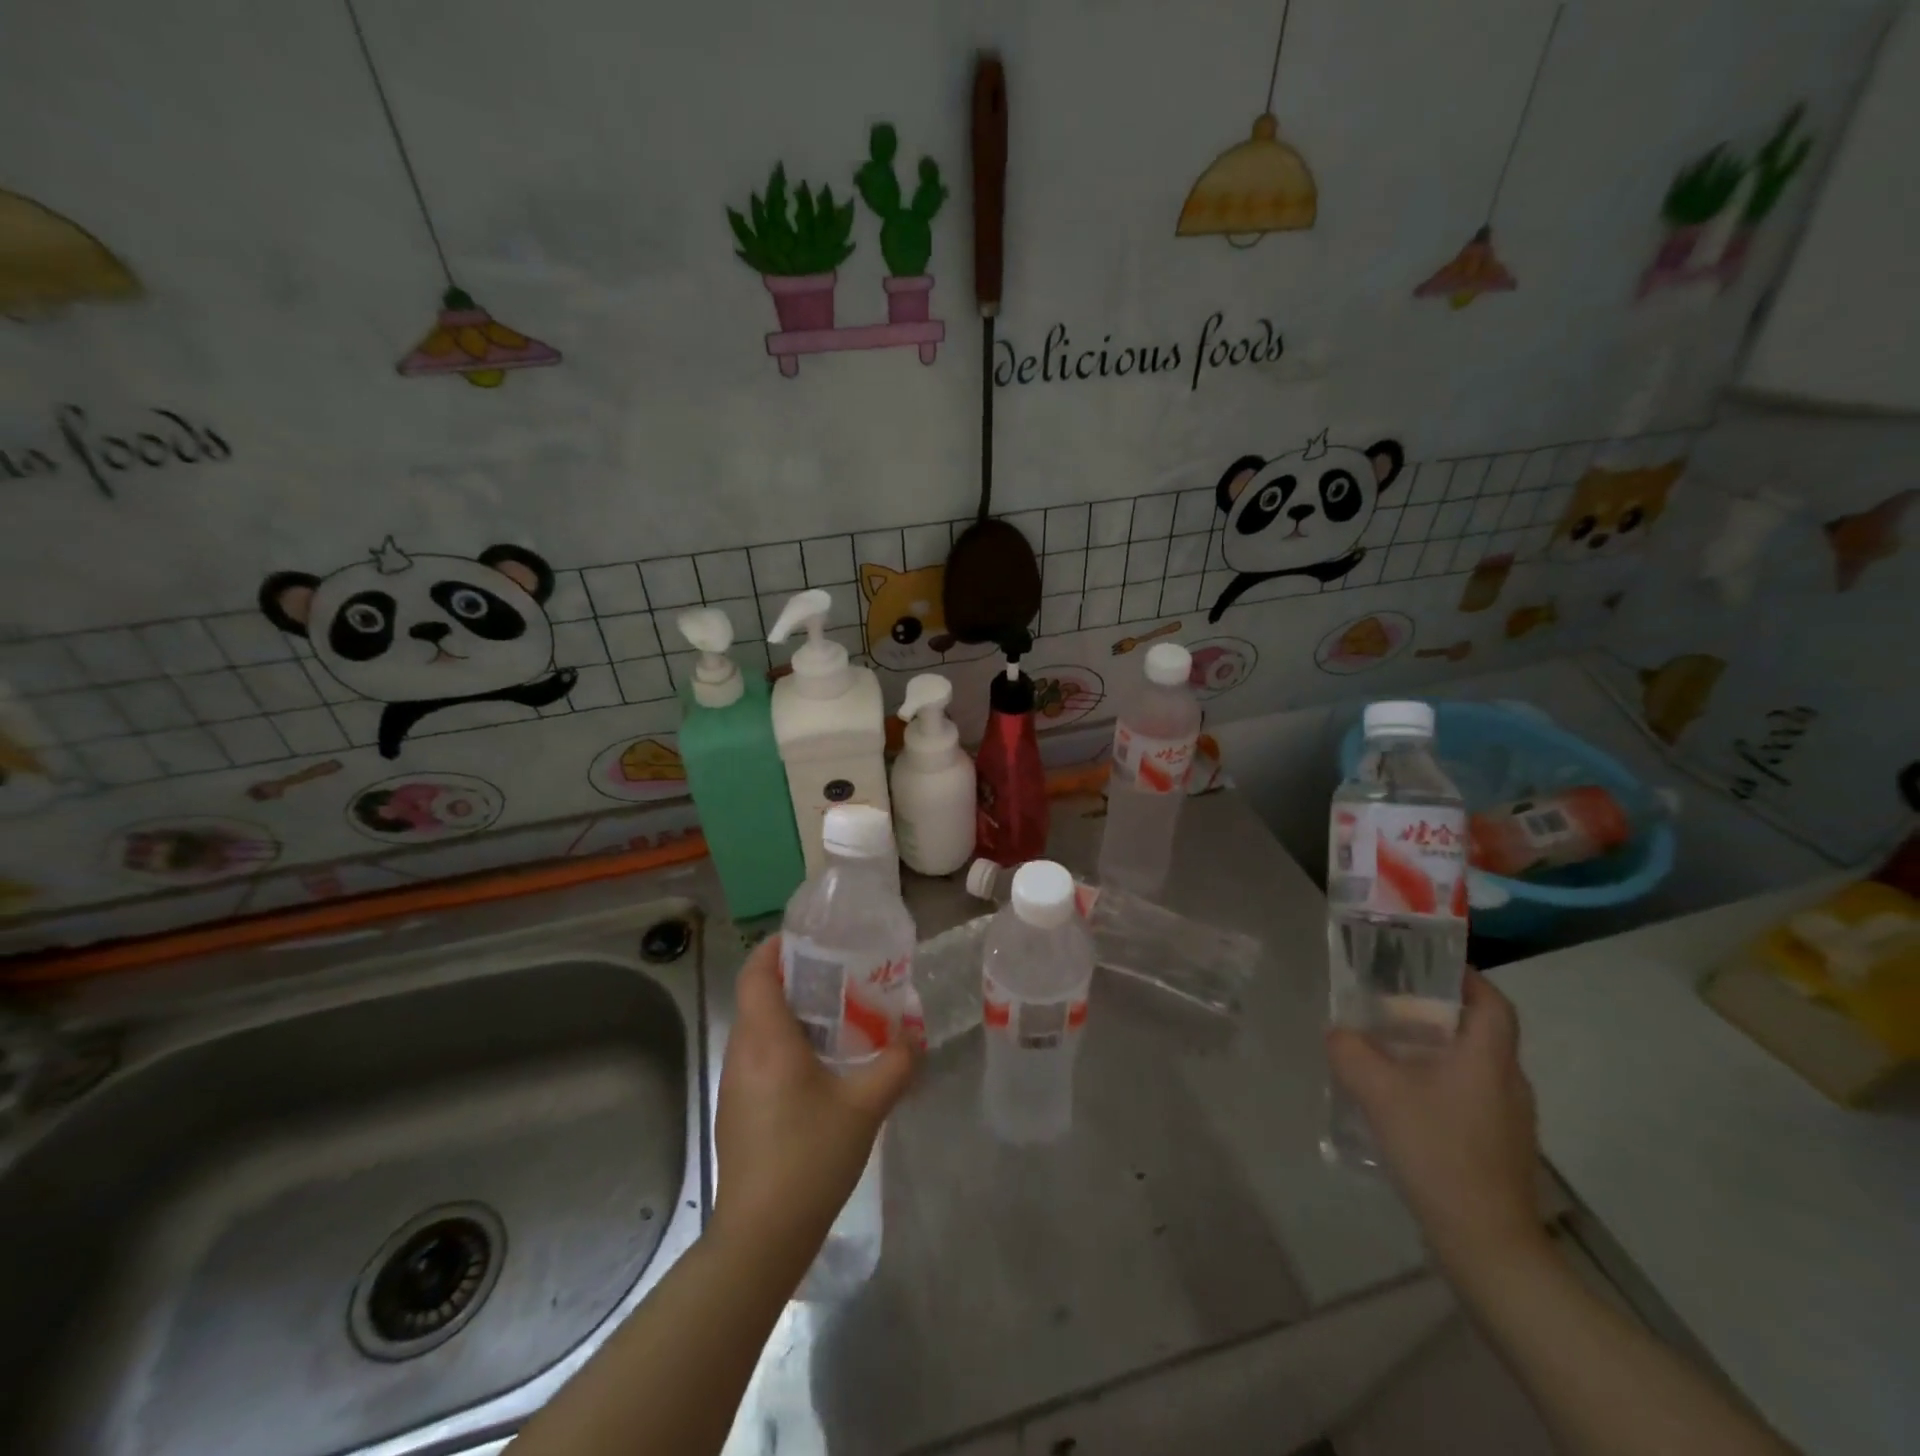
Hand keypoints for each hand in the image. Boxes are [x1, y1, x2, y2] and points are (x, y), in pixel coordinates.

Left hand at [711, 934, 916, 1282]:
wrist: (761, 1237)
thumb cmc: (809, 1158)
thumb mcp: (864, 1107)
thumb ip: (896, 1065)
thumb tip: (915, 1040)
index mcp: (766, 1040)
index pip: (756, 972)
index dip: (776, 947)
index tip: (810, 938)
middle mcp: (742, 1053)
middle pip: (756, 996)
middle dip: (791, 977)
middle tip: (837, 973)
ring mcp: (734, 1084)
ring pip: (756, 1028)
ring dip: (787, 1012)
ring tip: (833, 1014)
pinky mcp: (736, 1110)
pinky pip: (756, 1057)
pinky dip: (782, 1043)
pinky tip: (817, 1066)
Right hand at [1326, 970, 1547, 1280]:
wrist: (1486, 1244)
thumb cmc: (1439, 1152)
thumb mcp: (1380, 1093)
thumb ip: (1351, 1052)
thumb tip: (1337, 1032)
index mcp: (1489, 1060)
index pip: (1493, 1003)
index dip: (1468, 979)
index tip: (1429, 966)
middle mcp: (1508, 1083)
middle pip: (1480, 1032)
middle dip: (1437, 1013)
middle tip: (1391, 1005)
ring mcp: (1509, 1120)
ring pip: (1473, 1066)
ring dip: (1435, 1050)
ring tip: (1388, 1050)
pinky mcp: (1498, 1148)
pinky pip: (1469, 1097)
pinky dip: (1439, 1084)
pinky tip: (1403, 1101)